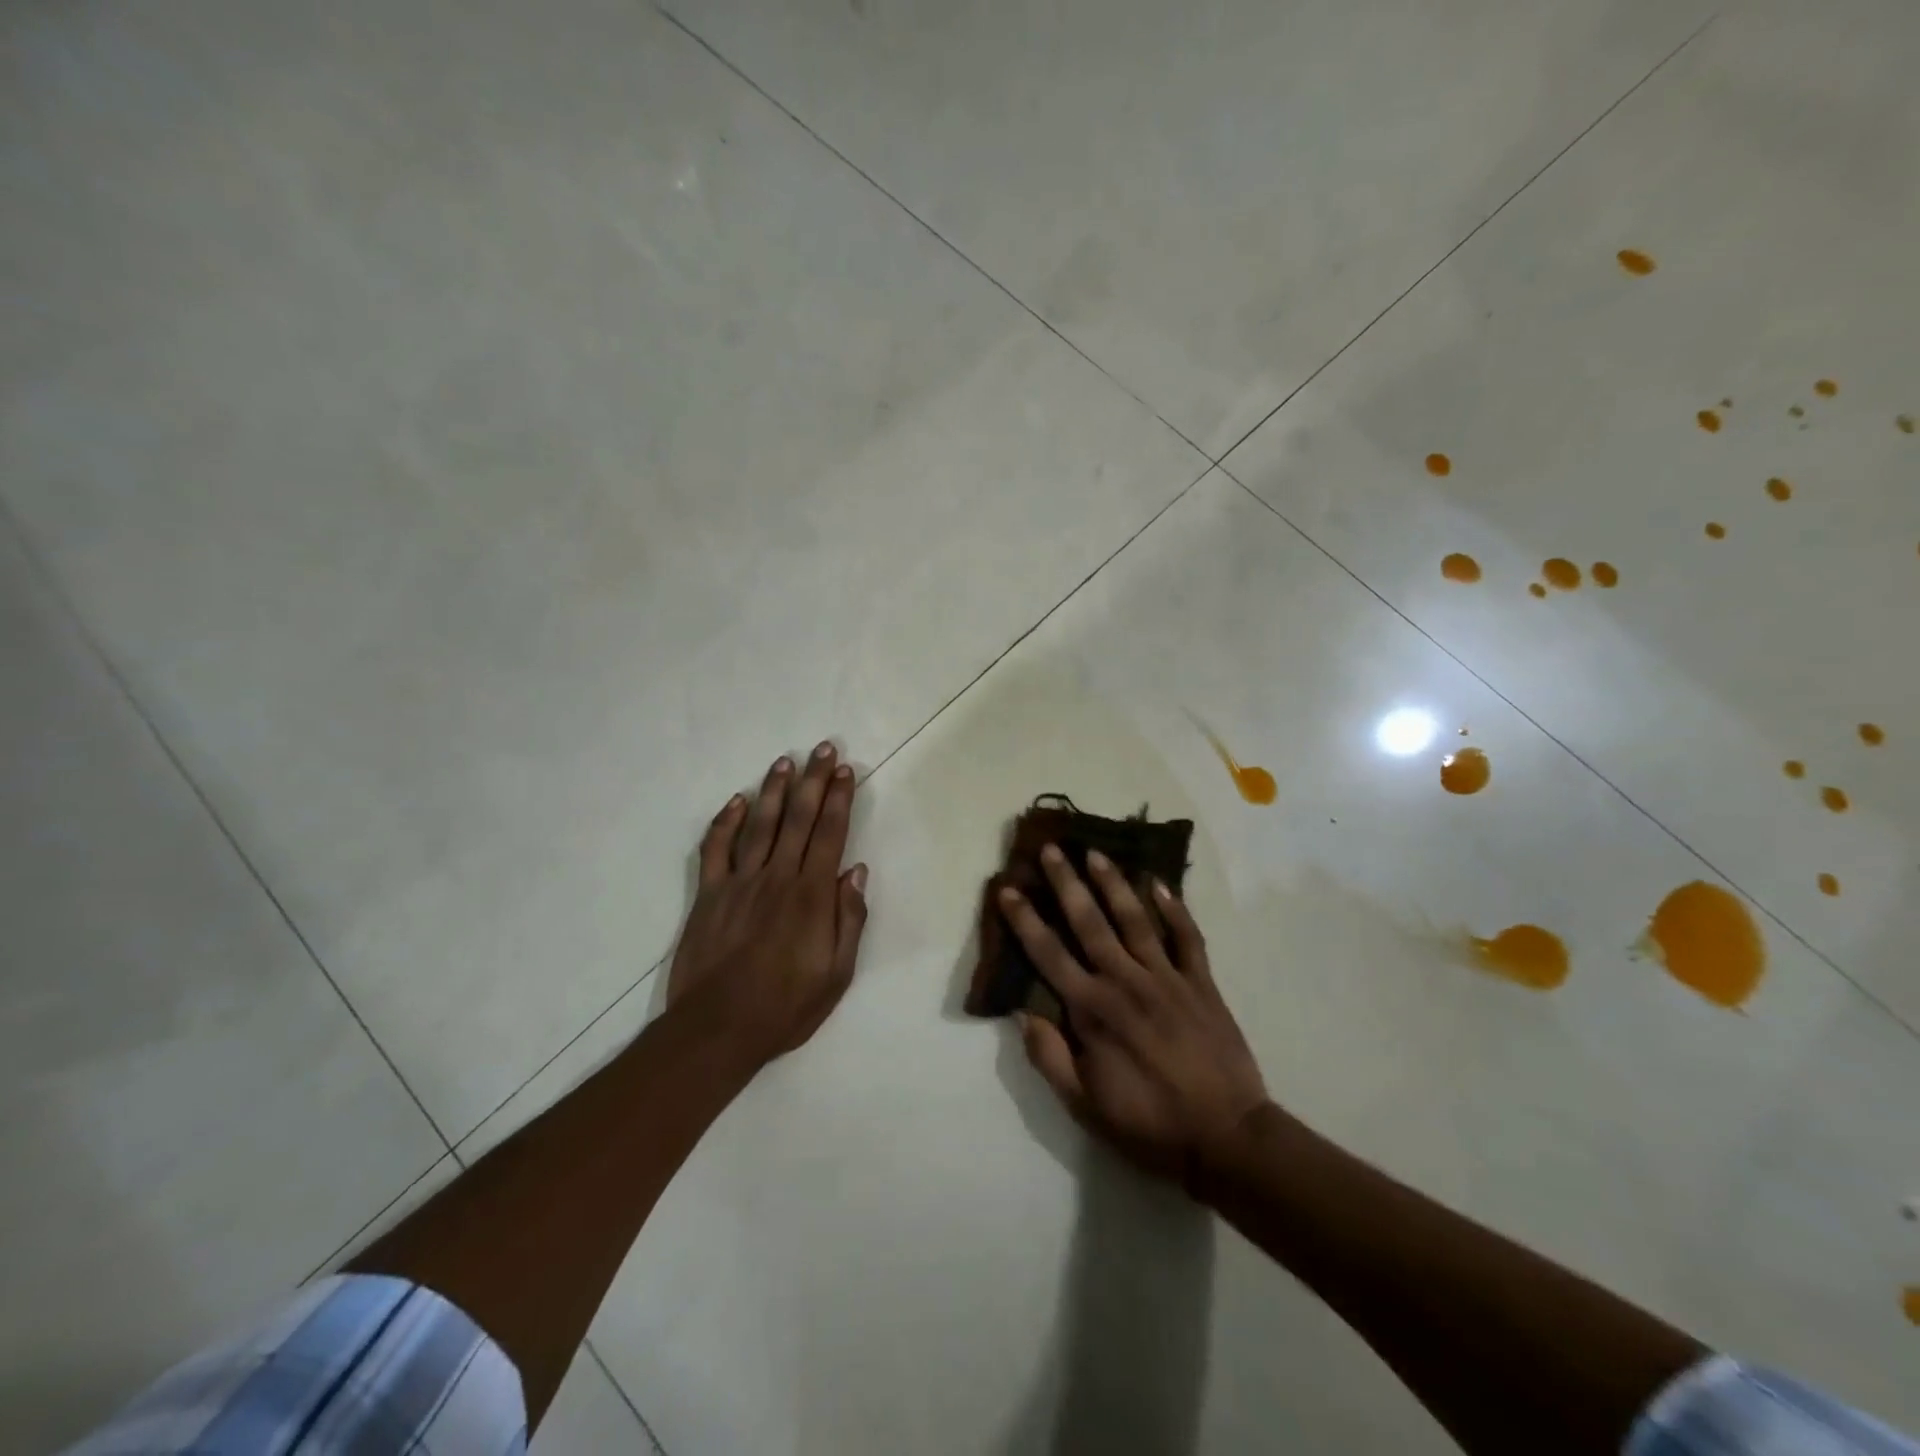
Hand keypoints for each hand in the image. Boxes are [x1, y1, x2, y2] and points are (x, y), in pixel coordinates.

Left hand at [667, 743, 868, 1065]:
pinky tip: (736, 801)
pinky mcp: (709, 894)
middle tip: (823, 748)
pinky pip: (716, 849)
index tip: (846, 771)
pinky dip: (725, 822)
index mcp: (811, 895)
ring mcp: (739, 882)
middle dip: (813, 780)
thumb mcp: (837, 974)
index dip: (839, 799)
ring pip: (760, 824)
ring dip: (774, 790)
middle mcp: (777, 877)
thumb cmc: (786, 1006)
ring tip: (785, 761)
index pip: (829, 834)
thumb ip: (849, 919)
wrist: (718, 1029)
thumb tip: (855, 871)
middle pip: (798, 818)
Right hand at [999, 846, 1268, 1179]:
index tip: (1008, 889)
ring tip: (1097, 853)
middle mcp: (1125, 981)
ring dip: (1114, 883)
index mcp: (1092, 1010)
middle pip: (1089, 922)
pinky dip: (1175, 909)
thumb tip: (1023, 1013)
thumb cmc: (1148, 1125)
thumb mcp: (1084, 1106)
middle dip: (1066, 883)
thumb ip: (1049, 1057)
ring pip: (1135, 919)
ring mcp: (1166, 978)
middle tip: (1052, 849)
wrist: (1226, 1138)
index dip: (1024, 920)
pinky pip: (1187, 937)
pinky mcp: (1201, 984)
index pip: (1048, 954)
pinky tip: (1161, 884)